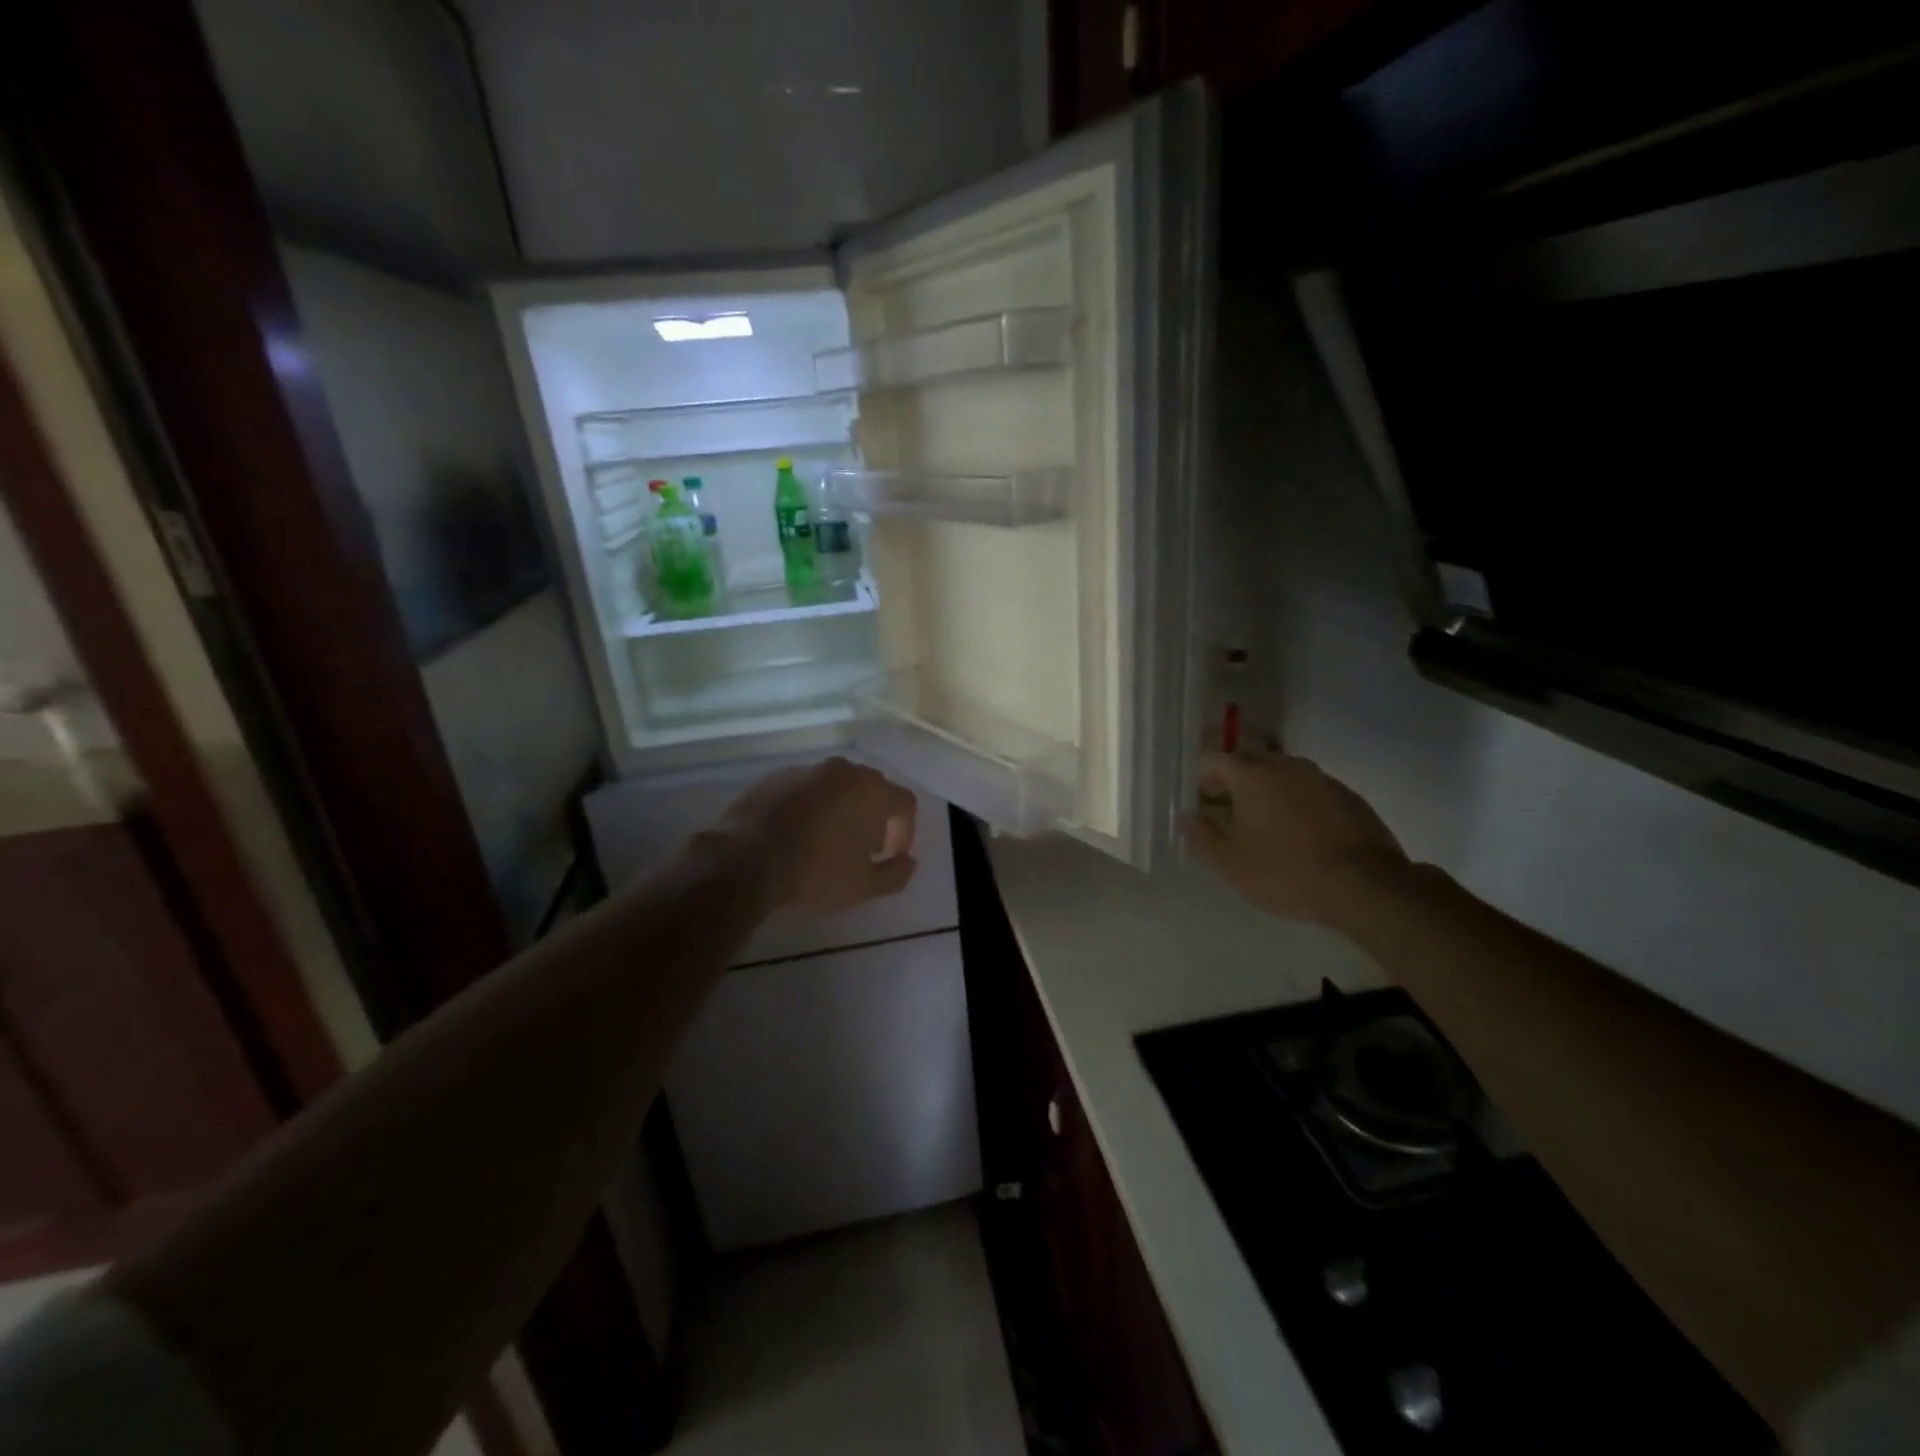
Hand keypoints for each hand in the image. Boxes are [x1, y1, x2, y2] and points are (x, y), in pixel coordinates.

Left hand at [715, 757, 919, 915]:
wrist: (746, 859)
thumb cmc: (816, 872)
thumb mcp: (865, 886)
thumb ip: (896, 873)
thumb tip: (909, 862)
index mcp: (872, 791)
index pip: (905, 803)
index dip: (905, 831)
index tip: (890, 856)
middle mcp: (844, 771)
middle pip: (872, 789)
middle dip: (874, 818)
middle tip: (863, 848)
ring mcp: (807, 770)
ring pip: (837, 787)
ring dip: (842, 810)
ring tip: (828, 842)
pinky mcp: (775, 777)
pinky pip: (806, 789)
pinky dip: (811, 807)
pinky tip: (797, 834)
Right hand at [1183, 753, 1411, 930]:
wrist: (1366, 886)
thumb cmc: (1286, 872)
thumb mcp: (1230, 864)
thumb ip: (1201, 836)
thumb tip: (1187, 817)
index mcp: (1251, 774)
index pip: (1213, 760)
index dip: (1200, 780)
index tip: (1199, 804)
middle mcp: (1285, 765)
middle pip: (1248, 762)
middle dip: (1233, 783)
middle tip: (1228, 814)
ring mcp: (1320, 778)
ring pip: (1281, 774)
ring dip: (1267, 792)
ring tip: (1265, 826)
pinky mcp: (1348, 795)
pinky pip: (1309, 790)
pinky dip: (1297, 803)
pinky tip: (1300, 834)